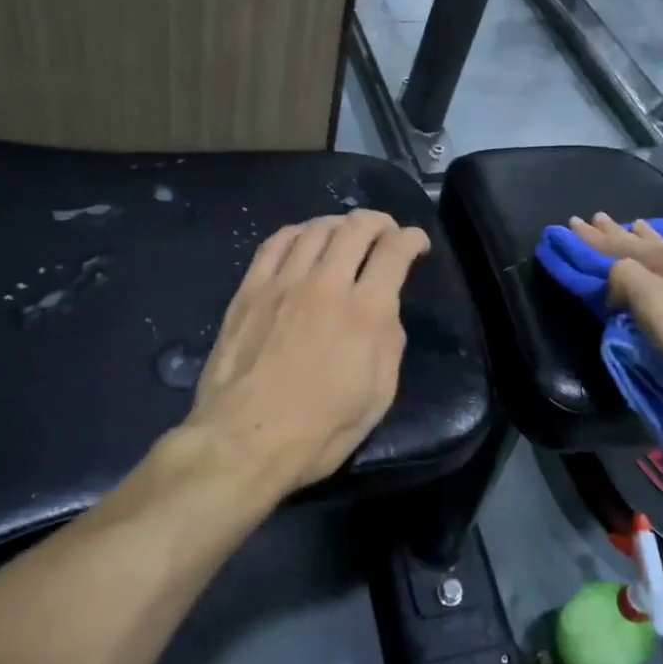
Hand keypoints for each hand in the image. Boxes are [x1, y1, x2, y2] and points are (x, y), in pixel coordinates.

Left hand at [190, 209, 430, 491]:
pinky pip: (275, 243)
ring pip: (316, 229)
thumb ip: (389, 343)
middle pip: (356, 227)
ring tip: (347, 232)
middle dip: (380, 222)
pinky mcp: (250, 290)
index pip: (394, 251)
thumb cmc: (320, 430)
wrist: (244, 442)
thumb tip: (385, 310)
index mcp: (365, 313)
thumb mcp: (378, 396)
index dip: (412, 238)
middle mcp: (326, 284)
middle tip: (387, 232)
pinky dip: (297, 232)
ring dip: (340, 223)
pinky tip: (303, 238)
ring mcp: (284, 283)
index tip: (417, 243)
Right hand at [566, 213, 662, 398]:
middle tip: (596, 218)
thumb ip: (627, 282)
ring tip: (635, 225)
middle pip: (643, 242)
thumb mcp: (655, 309)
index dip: (592, 239)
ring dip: (645, 237)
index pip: (619, 247)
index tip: (570, 224)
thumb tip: (614, 278)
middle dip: (616, 232)